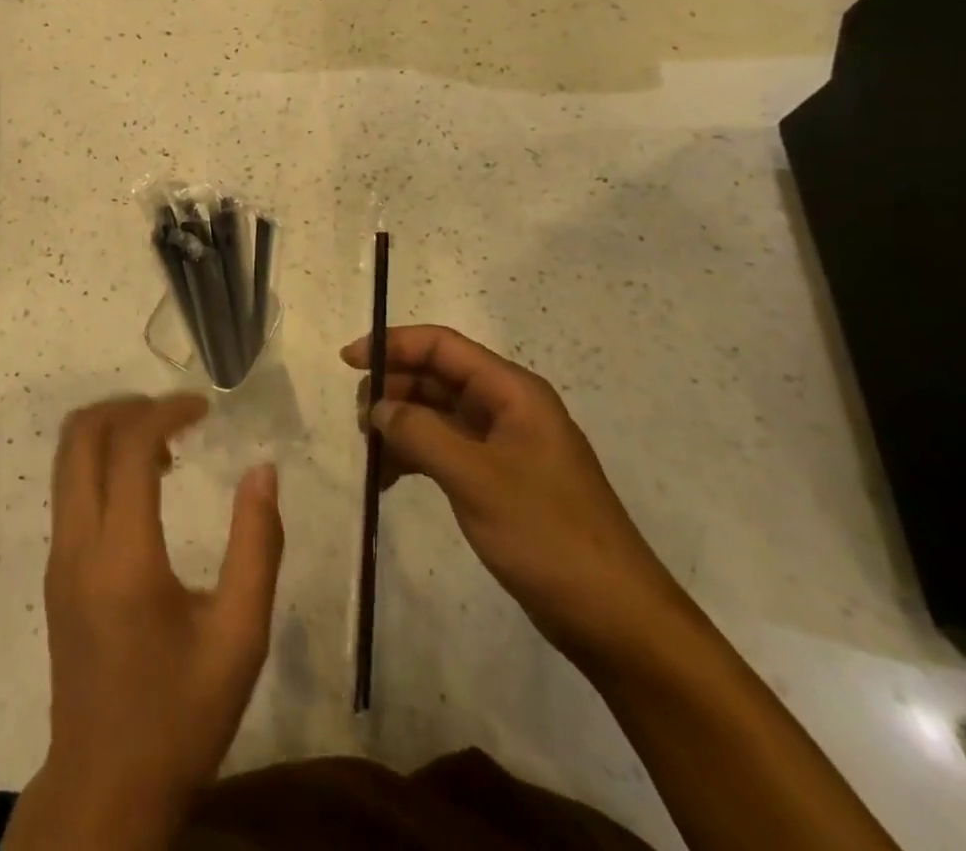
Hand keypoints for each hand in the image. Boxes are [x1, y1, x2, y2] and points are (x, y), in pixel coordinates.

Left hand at [5, 394, 284, 850]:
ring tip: (165, 446)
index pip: (128, 446)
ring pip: (67, 456)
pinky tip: (144, 485)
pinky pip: (69, 486)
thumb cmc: (180, 716)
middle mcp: (77, 543)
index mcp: (123, 556)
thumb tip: (263, 470)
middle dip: (128, 406)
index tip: (204, 407)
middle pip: (81, 434)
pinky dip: (101, 460)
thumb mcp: (240, 638)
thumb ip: (257, 546)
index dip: (166, 410)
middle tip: (178, 415)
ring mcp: (58, 554)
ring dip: (111, 430)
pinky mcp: (54, 569)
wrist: (105, 786)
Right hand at [344, 325, 697, 676]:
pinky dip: (414, 456)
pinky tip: (387, 479)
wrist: (616, 620)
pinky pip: (445, 449)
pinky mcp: (498, 479)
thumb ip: (420, 433)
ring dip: (400, 426)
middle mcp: (507, 408)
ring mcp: (503, 445)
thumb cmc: (549, 536)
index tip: (349, 362)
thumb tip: (379, 407)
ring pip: (436, 414)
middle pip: (436, 377)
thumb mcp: (476, 479)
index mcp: (512, 392)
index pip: (442, 346)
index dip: (393, 345)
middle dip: (393, 390)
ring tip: (369, 455)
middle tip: (359, 423)